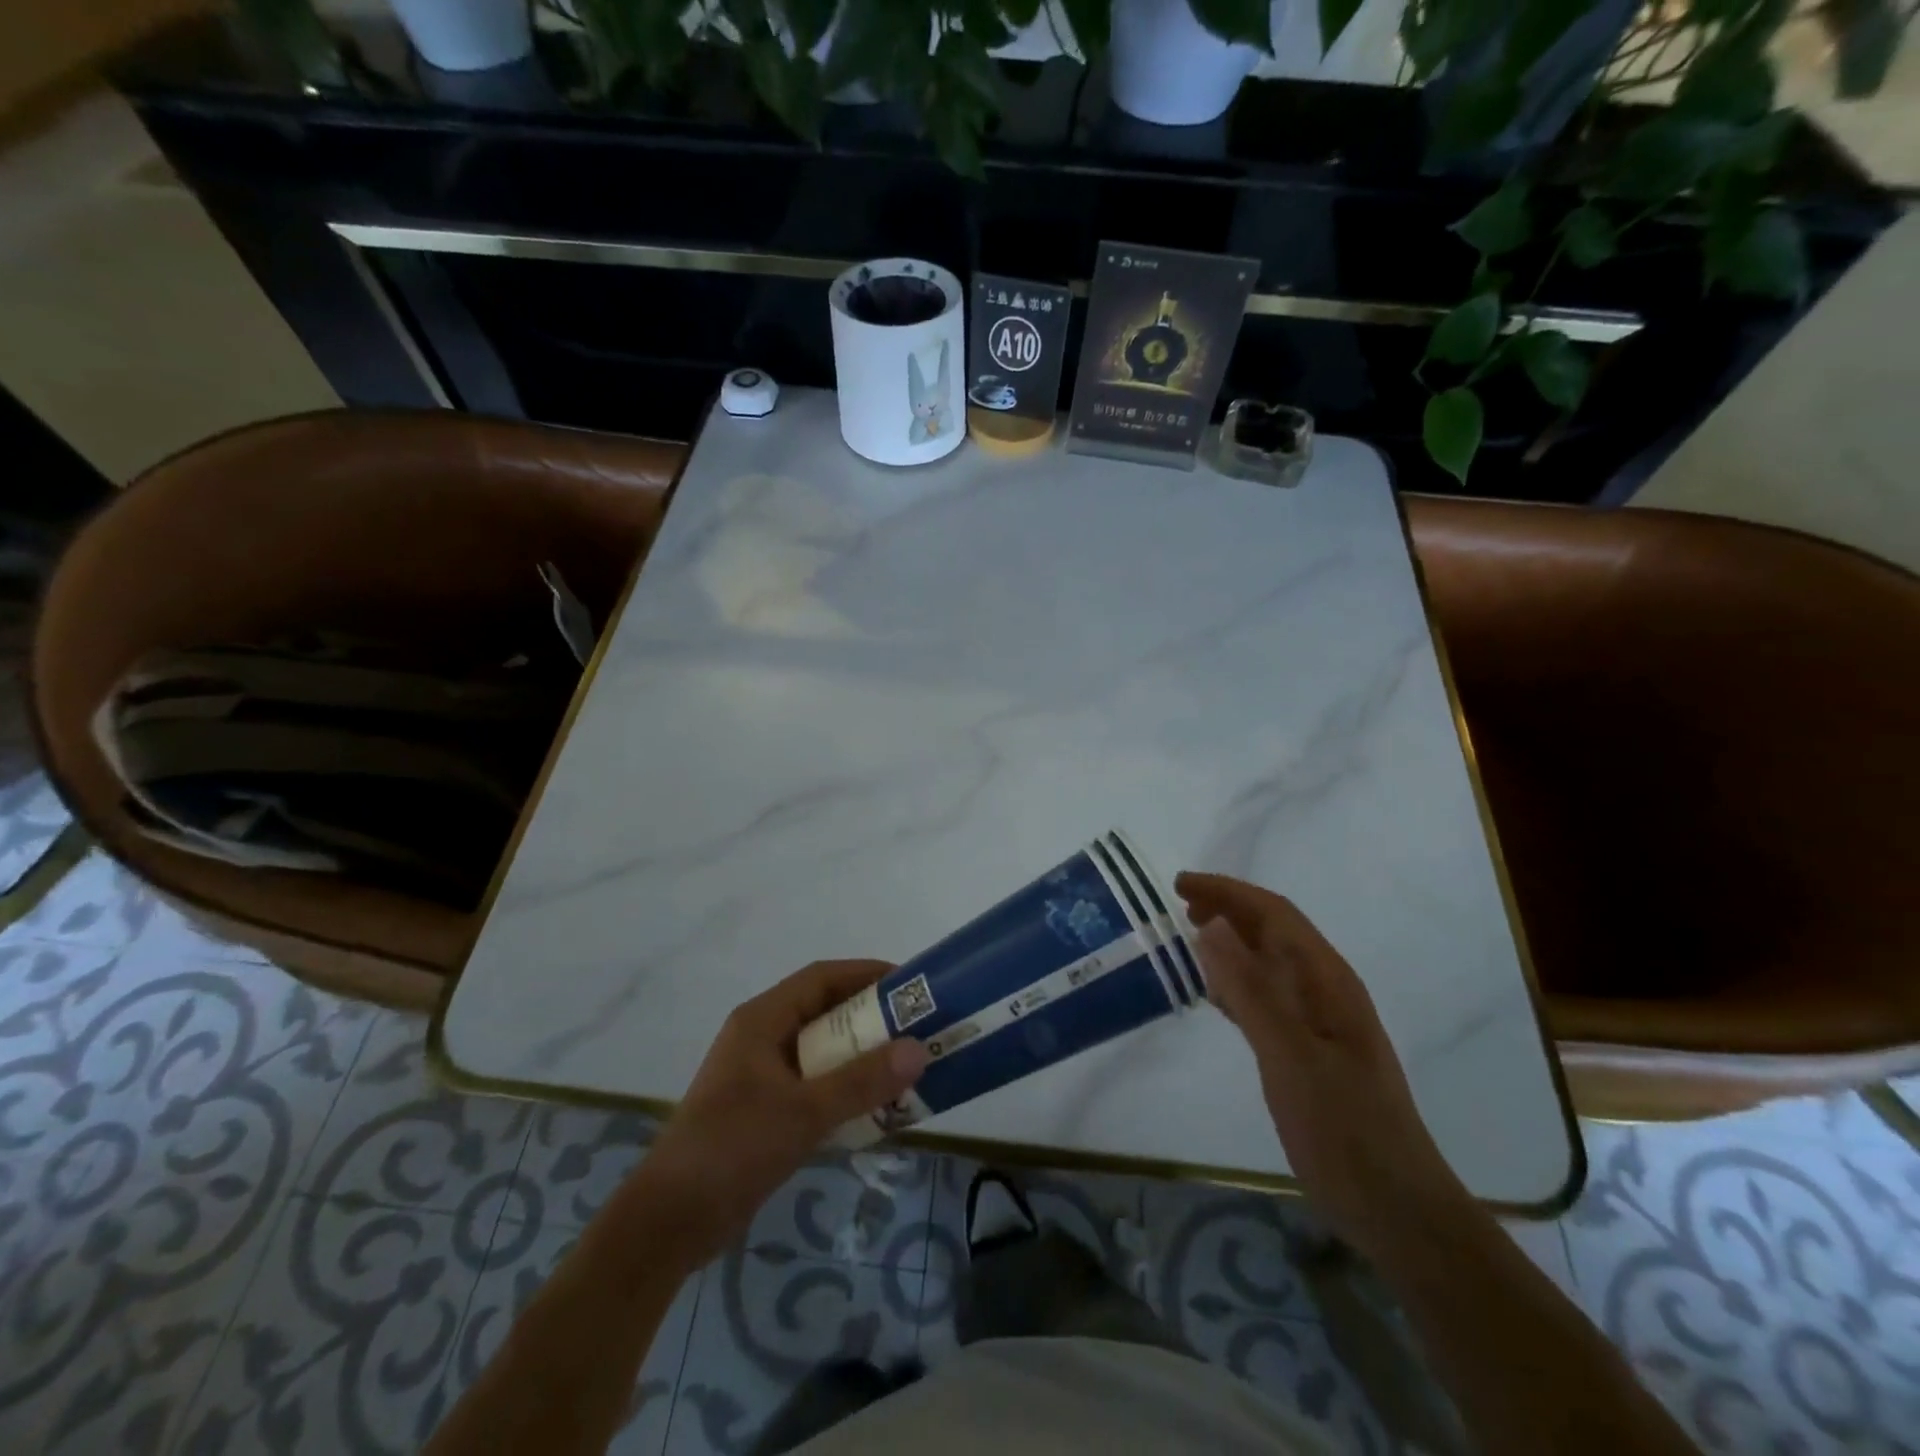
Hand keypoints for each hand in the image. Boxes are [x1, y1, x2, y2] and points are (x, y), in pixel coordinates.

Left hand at [631, 960, 930, 1264]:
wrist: (669, 1222)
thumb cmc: (733, 1148)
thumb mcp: (803, 1112)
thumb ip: (861, 1081)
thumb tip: (918, 1050)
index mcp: (762, 1020)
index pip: (821, 978)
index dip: (865, 974)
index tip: (909, 986)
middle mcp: (762, 1037)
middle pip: (825, 1012)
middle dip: (871, 1018)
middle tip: (916, 1029)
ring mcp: (761, 1075)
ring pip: (821, 1051)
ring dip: (860, 1057)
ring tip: (906, 1067)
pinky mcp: (764, 1109)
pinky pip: (814, 1085)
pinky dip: (844, 1089)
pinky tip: (875, 1108)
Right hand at [1176, 871, 1470, 1261]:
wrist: (1394, 1209)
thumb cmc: (1344, 1128)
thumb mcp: (1290, 1055)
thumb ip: (1249, 988)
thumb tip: (1211, 923)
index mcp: (1328, 981)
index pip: (1275, 913)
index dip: (1227, 891)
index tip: (1179, 886)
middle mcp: (1325, 991)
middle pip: (1272, 932)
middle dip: (1227, 910)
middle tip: (1178, 907)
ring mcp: (1318, 1023)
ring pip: (1267, 964)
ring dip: (1229, 944)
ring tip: (1187, 938)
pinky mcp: (1306, 1052)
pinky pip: (1264, 998)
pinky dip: (1234, 984)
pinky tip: (1212, 995)